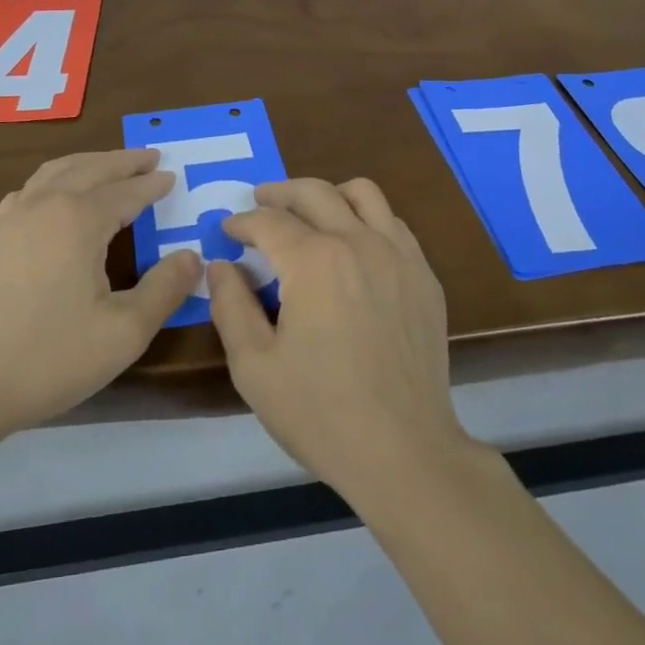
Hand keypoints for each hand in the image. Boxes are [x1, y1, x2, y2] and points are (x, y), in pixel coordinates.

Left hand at [0, 150, 198, 453]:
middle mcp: (44, 206)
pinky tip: (51, 197)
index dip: (152, 185)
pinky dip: (52, 180)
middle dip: (123, 161)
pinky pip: (27, 191)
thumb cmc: (45, 357)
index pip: (126, 192)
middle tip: (149, 156)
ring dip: (87, 163)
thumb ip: (164, 291)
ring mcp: (8, 220)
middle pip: (90, 169)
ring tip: (107, 165)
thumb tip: (192, 258)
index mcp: (79, 220)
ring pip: (54, 172)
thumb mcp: (123, 333)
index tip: (172, 176)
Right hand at [210, 178, 477, 510]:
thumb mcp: (254, 367)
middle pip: (314, 192)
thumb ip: (230, 306)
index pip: (269, 222)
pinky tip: (354, 244)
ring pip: (362, 193)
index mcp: (314, 261)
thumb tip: (221, 265)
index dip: (242, 222)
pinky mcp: (424, 276)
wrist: (405, 451)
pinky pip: (393, 223)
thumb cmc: (321, 413)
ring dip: (328, 194)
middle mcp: (358, 242)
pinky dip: (367, 218)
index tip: (228, 232)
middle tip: (260, 202)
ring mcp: (399, 255)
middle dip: (279, 193)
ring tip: (310, 212)